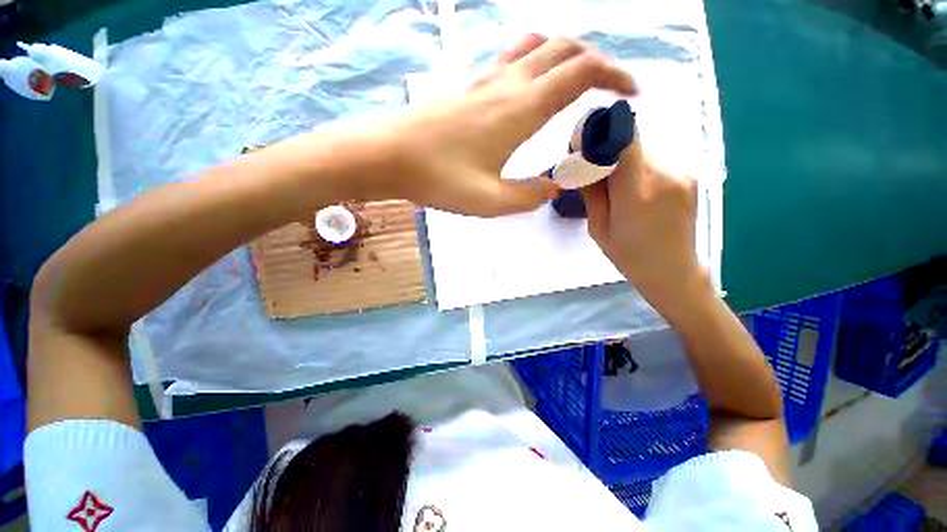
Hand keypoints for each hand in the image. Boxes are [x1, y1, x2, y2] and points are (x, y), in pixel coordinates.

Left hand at [378, 35, 636, 216]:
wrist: (389, 156)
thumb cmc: (439, 179)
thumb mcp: (491, 201)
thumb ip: (528, 195)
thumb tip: (552, 188)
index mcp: (522, 108)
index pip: (582, 73)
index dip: (614, 76)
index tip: (629, 94)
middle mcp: (509, 83)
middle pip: (566, 49)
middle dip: (597, 61)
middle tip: (608, 88)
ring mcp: (486, 80)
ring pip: (538, 46)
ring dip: (566, 56)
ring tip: (576, 82)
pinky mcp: (469, 86)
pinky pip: (512, 59)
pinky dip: (536, 62)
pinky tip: (532, 85)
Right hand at [581, 139, 705, 305]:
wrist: (672, 270)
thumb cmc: (628, 255)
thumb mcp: (598, 227)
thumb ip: (591, 192)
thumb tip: (580, 163)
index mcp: (637, 194)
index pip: (624, 141)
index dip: (603, 133)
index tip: (584, 143)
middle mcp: (665, 175)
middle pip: (632, 144)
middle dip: (609, 151)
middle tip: (594, 171)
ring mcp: (682, 173)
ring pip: (645, 150)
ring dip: (626, 160)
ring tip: (617, 186)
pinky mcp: (689, 175)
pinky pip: (657, 160)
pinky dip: (640, 167)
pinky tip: (636, 190)